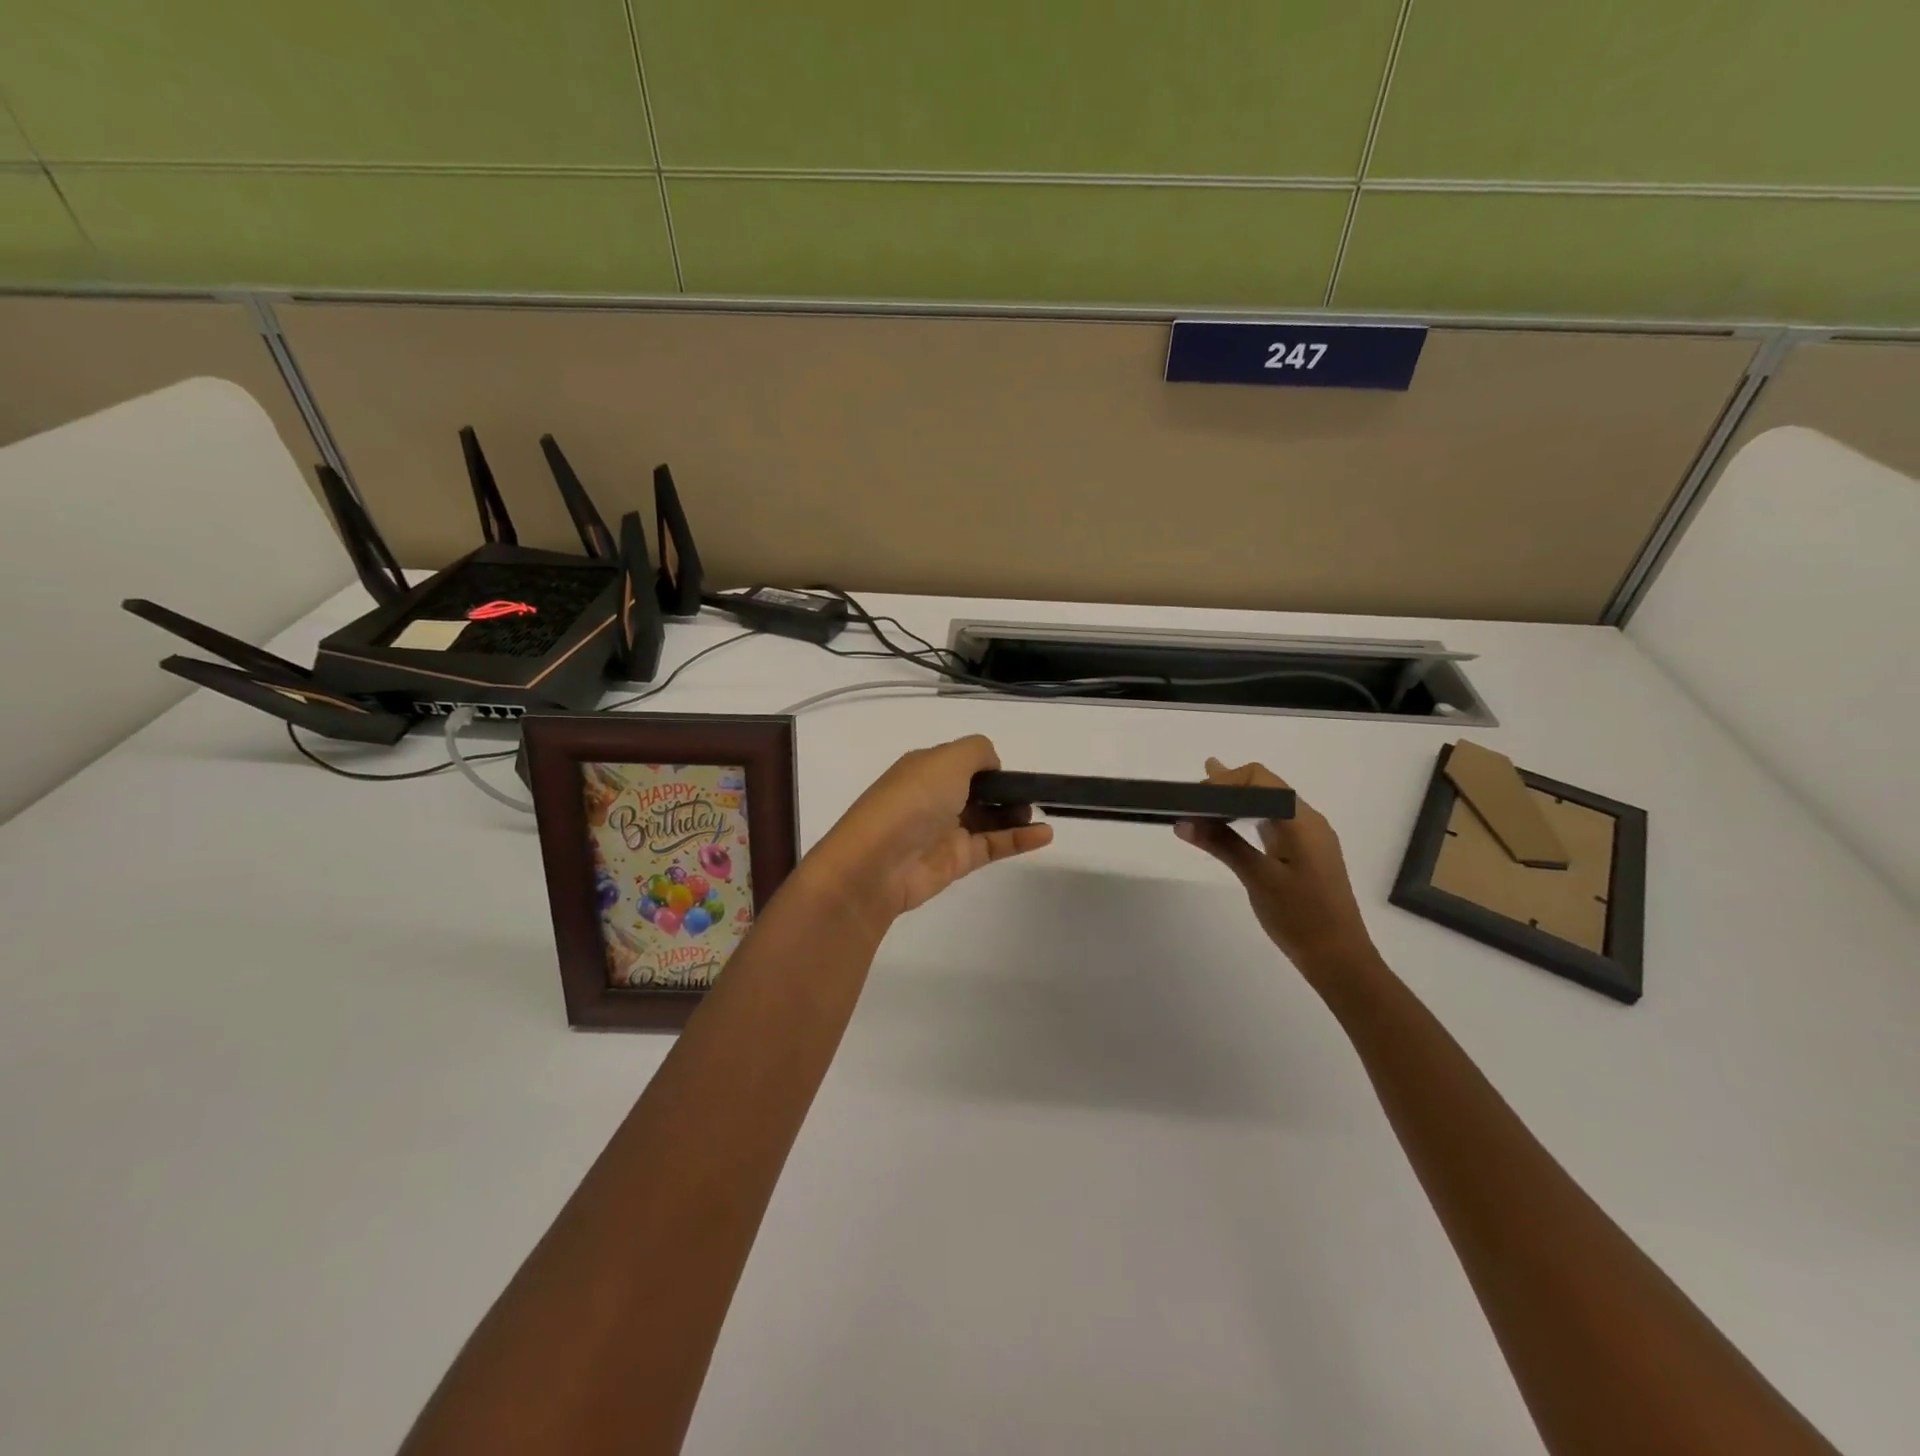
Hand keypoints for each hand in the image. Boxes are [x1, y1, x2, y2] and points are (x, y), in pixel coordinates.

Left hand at [810, 735, 1052, 927]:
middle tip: (1033, 793)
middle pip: (979, 790)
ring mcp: (947, 830)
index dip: (989, 764)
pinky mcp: (958, 860)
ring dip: (1016, 813)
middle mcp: (936, 796)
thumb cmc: (912, 801)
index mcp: (926, 768)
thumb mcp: (946, 759)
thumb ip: (977, 752)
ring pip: (989, 818)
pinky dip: (1020, 839)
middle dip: (1006, 789)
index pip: (963, 761)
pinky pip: (995, 845)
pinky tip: (1045, 834)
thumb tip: (994, 764)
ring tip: (1041, 812)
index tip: (1012, 770)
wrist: (877, 863)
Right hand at [1174, 759, 1375, 978]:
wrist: (1339, 959)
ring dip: (1237, 799)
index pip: (1260, 780)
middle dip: (1228, 785)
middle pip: (1266, 786)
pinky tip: (1229, 821)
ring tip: (1203, 798)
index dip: (1225, 780)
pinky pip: (1273, 822)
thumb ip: (1223, 844)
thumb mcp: (1258, 878)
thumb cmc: (1300, 917)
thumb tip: (1184, 822)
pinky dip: (1247, 817)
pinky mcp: (1304, 853)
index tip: (1195, 798)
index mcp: (1302, 821)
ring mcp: (1309, 837)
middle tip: (1192, 796)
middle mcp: (1308, 821)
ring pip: (1269, 803)